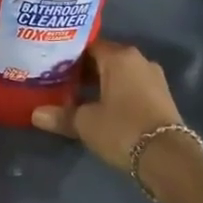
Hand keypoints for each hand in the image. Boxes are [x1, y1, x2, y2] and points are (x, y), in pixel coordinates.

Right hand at [31, 39, 186, 173]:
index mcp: (119, 57)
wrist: (168, 157)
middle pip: (104, 58)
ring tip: (75, 95)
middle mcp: (139, 60)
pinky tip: (100, 106)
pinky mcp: (161, 96)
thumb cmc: (122, 129)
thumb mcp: (86, 123)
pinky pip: (131, 86)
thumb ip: (61, 115)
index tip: (50, 64)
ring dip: (100, 83)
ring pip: (119, 74)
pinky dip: (115, 92)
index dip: (68, 54)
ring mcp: (153, 78)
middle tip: (58, 80)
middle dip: (83, 69)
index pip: (88, 45)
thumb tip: (35, 114)